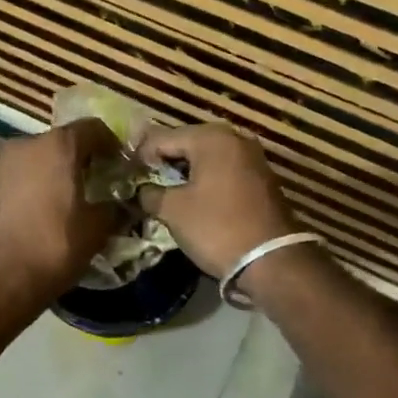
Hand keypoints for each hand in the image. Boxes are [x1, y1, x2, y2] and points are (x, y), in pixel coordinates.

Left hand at [0, 119, 123, 318]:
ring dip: (55, 173)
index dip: (111, 144)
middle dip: (81, 160)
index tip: (121, 165)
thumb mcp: (96, 229)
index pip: (93, 128)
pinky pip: (18, 177)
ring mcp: (0, 164)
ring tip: (68, 201)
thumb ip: (113, 209)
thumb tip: (121, 205)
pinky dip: (33, 187)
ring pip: (37, 159)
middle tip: (97, 184)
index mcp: (58, 146)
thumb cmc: (52, 247)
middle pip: (62, 142)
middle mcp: (25, 144)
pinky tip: (41, 214)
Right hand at [136, 124, 299, 279]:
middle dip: (164, 161)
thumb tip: (140, 189)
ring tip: (163, 190)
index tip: (125, 174)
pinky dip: (206, 180)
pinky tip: (192, 197)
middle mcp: (234, 138)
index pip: (162, 138)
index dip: (140, 155)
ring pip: (207, 158)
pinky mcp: (261, 178)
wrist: (272, 260)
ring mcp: (252, 157)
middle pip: (186, 143)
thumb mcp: (173, 211)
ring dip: (185, 171)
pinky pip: (224, 170)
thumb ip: (150, 193)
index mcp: (211, 137)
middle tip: (142, 180)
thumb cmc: (217, 227)